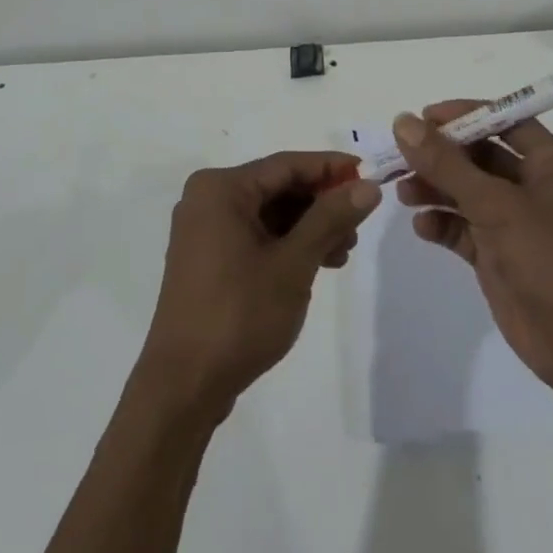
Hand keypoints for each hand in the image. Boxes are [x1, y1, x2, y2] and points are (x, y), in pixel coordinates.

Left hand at [139, 152, 381, 420]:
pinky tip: (317, 263)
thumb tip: (368, 185)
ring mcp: (204, 230)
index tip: (369, 175)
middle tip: (359, 225)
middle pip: (277, 188)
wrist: (183, 386)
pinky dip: (287, 245)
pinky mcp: (207, 259)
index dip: (331, 168)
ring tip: (343, 252)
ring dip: (308, 228)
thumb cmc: (239, 314)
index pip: (287, 165)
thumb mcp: (294, 263)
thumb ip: (331, 218)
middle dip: (321, 204)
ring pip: (269, 214)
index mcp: (221, 189)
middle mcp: (207, 199)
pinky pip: (255, 235)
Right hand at [393, 104, 552, 393]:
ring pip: (468, 192)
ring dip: (436, 189)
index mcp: (552, 163)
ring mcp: (517, 222)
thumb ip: (446, 163)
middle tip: (400, 156)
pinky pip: (465, 229)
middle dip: (441, 156)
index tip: (422, 118)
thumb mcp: (495, 203)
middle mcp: (536, 186)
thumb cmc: (549, 257)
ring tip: (403, 193)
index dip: (464, 116)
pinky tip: (422, 227)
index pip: (504, 121)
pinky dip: (443, 224)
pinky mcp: (500, 255)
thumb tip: (403, 121)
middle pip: (480, 156)